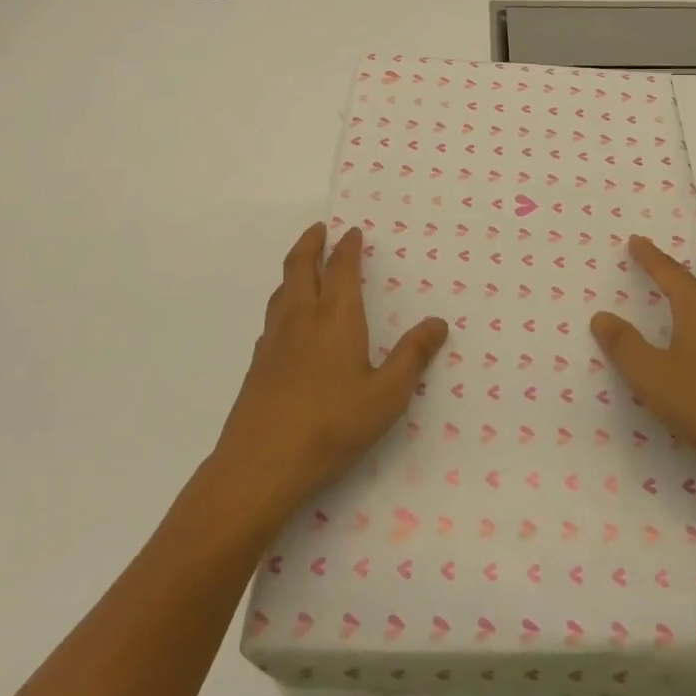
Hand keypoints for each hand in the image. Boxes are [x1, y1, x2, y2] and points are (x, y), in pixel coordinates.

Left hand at [215, 223, 447, 522]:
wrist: (260, 466)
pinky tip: (289, 323)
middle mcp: (302, 318)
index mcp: (336, 317)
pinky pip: (272, 317)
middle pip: (300, 266)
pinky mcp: (257, 364)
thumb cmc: (332, 426)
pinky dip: (283, 301)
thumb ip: (412, 357)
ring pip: (282, 289)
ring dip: (294, 268)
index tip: (352, 231)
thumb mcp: (386, 396)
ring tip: (304, 265)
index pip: (341, 268)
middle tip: (319, 229)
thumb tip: (438, 323)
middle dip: (311, 243)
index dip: (348, 247)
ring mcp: (273, 340)